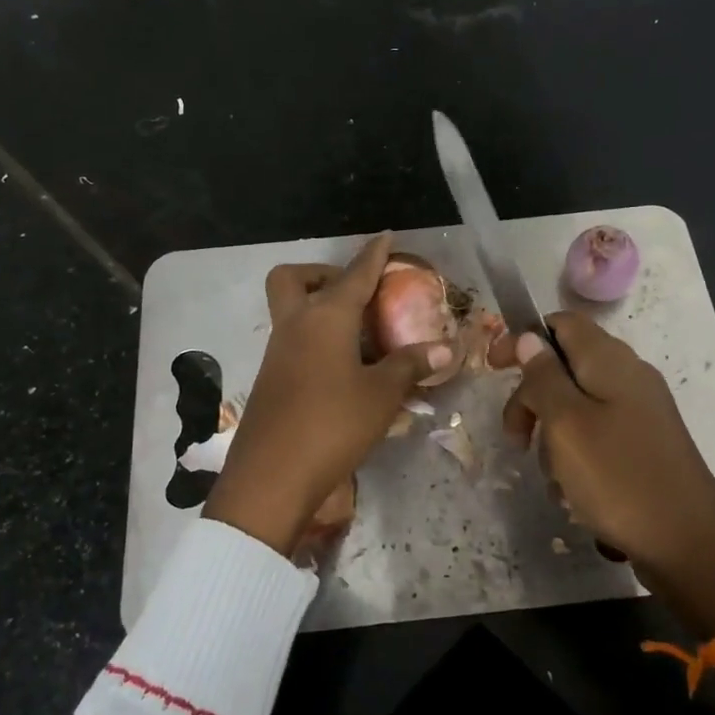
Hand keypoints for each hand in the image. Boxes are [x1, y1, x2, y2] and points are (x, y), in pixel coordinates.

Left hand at [204, 233, 455, 555]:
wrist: (272, 477)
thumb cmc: (332, 425)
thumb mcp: (381, 395)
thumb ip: (409, 365)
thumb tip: (443, 348)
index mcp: (325, 318)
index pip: (354, 274)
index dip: (373, 255)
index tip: (385, 237)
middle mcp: (295, 325)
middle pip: (293, 278)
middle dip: (321, 273)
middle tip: (354, 291)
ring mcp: (277, 352)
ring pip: (291, 311)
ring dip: (319, 308)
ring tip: (359, 333)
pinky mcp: (271, 379)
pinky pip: (292, 341)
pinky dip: (315, 340)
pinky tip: (343, 368)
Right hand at [492, 312, 714, 635]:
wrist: (687, 543)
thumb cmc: (617, 476)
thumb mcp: (566, 423)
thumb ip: (544, 376)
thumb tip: (530, 338)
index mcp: (610, 361)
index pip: (561, 323)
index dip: (523, 339)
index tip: (493, 369)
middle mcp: (628, 377)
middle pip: (565, 367)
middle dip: (532, 399)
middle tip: (515, 438)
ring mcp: (640, 412)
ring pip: (576, 407)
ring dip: (553, 436)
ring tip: (553, 476)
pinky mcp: (644, 444)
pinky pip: (597, 436)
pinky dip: (576, 456)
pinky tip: (574, 492)